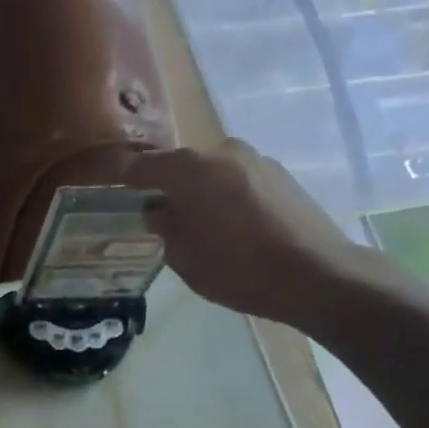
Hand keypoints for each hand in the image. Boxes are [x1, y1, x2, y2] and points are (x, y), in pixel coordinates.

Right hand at [127, 139, 371, 329]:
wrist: (318, 275)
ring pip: (211, 172)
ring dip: (197, 191)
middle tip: (155, 216)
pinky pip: (237, 179)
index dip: (122, 180)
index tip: (110, 193)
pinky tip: (230, 226)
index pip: (142, 167)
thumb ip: (164, 228)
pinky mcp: (281, 175)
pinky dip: (225, 195)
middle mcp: (222, 152)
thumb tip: (156, 212)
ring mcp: (256, 160)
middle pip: (180, 165)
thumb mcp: (185, 258)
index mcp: (190, 168)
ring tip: (196, 224)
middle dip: (164, 187)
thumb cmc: (240, 269)